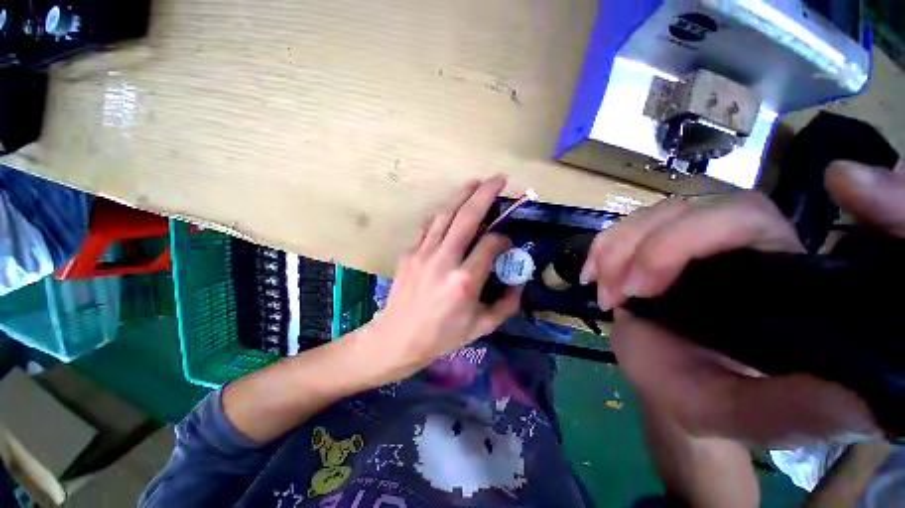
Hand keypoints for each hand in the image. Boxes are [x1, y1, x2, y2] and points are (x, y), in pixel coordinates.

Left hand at [359, 176, 521, 382]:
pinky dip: (442, 215)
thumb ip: (507, 304)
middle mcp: (444, 260)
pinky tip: (450, 210)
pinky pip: (428, 226)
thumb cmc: (442, 336)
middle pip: (468, 217)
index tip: (506, 244)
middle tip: (499, 178)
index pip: (491, 244)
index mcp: (465, 281)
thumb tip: (520, 281)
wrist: (398, 338)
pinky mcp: (409, 252)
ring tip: (475, 182)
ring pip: (445, 214)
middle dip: (486, 193)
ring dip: (462, 195)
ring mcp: (423, 253)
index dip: (504, 239)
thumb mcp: (482, 327)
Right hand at [581, 161, 904, 445]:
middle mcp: (740, 246)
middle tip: (624, 294)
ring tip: (607, 294)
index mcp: (778, 275)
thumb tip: (861, 401)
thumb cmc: (703, 399)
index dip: (696, 232)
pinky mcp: (654, 247)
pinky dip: (601, 247)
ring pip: (651, 215)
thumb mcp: (740, 415)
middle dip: (645, 248)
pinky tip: (593, 276)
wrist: (664, 383)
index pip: (747, 218)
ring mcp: (691, 242)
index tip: (646, 284)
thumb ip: (789, 412)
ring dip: (616, 250)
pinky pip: (623, 227)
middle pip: (692, 208)